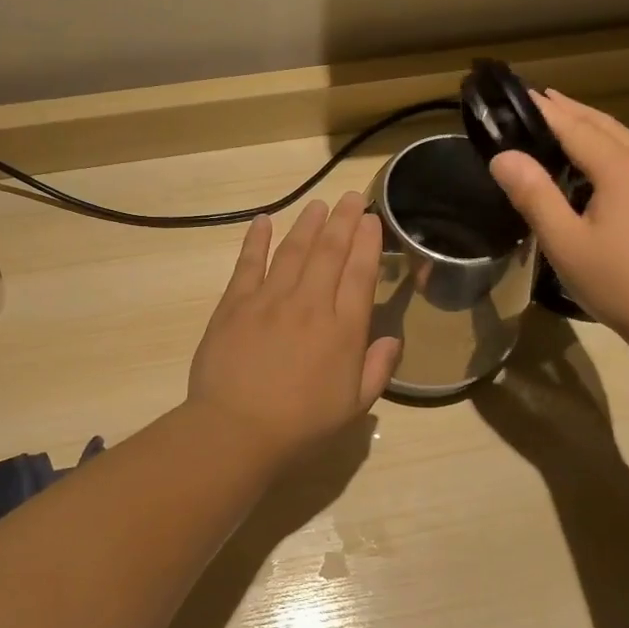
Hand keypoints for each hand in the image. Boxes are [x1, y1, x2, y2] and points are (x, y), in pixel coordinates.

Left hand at [187, 193, 401, 466]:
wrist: (237, 430)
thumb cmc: (301, 426)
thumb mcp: (354, 407)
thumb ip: (378, 370)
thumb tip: (393, 339)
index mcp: (344, 329)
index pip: (360, 273)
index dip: (367, 242)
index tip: (371, 219)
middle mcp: (311, 304)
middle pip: (330, 252)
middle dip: (342, 220)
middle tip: (349, 197)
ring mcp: (270, 300)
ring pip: (294, 251)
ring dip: (307, 224)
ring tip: (317, 204)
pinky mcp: (235, 304)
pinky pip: (248, 263)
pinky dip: (256, 240)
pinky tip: (263, 221)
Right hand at [487, 90, 628, 348]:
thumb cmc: (620, 283)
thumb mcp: (566, 242)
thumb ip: (534, 195)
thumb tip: (503, 156)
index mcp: (623, 168)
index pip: (576, 127)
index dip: (547, 111)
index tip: (523, 93)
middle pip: (605, 126)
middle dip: (572, 112)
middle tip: (541, 101)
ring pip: (626, 142)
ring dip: (594, 130)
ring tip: (565, 126)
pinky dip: (612, 151)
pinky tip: (600, 167)